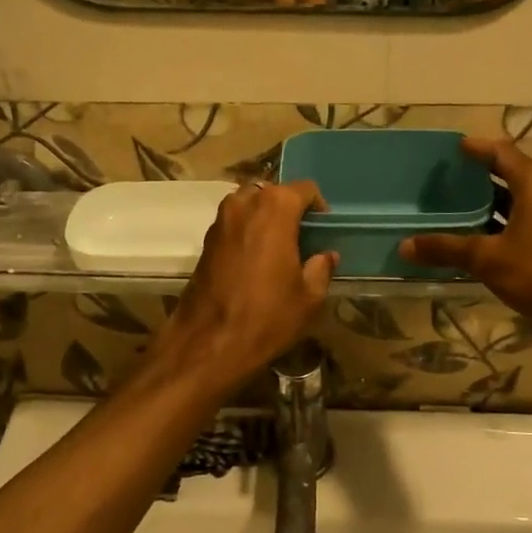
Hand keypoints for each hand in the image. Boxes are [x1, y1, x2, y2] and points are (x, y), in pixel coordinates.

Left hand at [157, 181, 336, 392]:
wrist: (209, 342)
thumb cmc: (267, 316)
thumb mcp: (308, 297)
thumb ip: (321, 269)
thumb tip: (326, 256)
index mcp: (274, 208)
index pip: (303, 189)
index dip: (318, 206)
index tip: (323, 229)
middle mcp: (244, 203)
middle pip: (273, 193)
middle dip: (289, 209)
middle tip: (302, 237)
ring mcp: (220, 220)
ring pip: (249, 205)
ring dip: (265, 218)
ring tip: (279, 248)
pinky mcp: (205, 240)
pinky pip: (233, 224)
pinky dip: (247, 232)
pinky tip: (257, 261)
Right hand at [399, 138, 531, 334]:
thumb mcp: (487, 259)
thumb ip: (446, 248)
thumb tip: (404, 245)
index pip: (502, 152)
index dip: (477, 148)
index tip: (454, 148)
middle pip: (511, 171)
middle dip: (481, 172)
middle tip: (450, 175)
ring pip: (519, 196)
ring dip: (491, 198)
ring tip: (458, 202)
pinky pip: (525, 216)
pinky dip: (502, 218)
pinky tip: (479, 233)